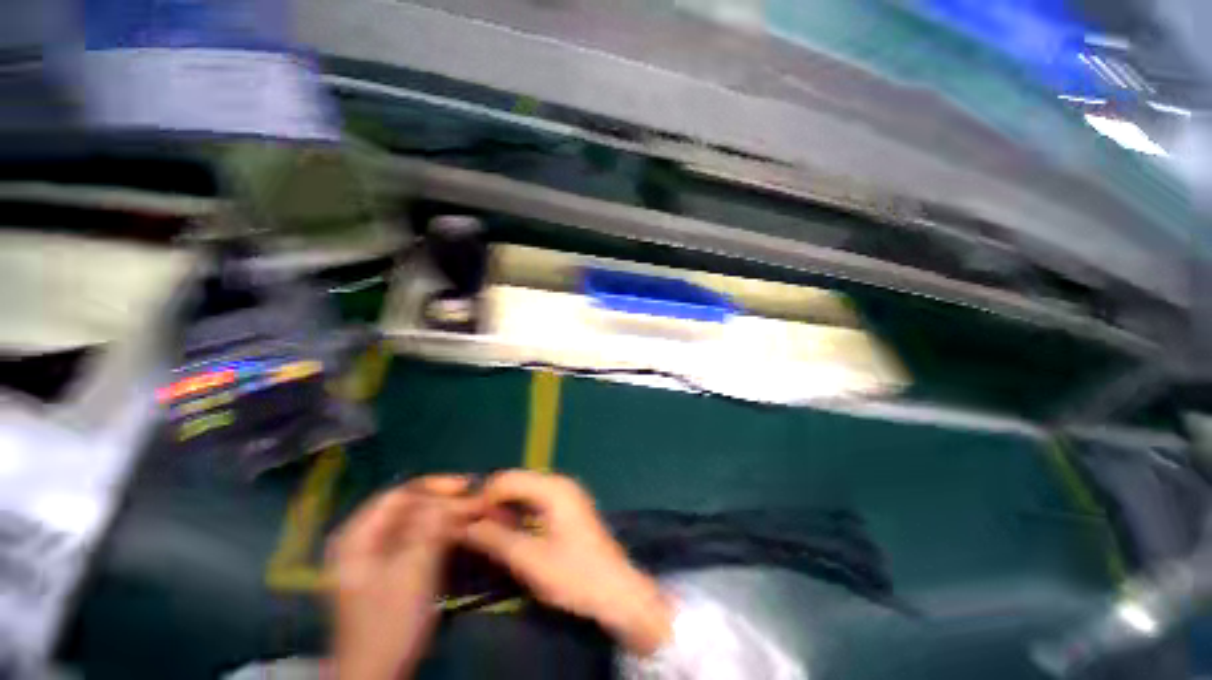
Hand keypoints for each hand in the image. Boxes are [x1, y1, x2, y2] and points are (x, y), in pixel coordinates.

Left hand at [327, 476, 476, 679]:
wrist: (377, 674)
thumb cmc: (389, 623)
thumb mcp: (412, 572)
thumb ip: (432, 528)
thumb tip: (456, 495)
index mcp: (358, 536)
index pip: (401, 494)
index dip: (436, 485)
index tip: (468, 486)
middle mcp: (365, 538)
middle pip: (410, 505)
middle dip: (445, 501)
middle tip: (477, 500)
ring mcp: (378, 553)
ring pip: (417, 520)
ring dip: (447, 514)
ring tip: (476, 511)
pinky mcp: (391, 566)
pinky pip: (418, 536)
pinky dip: (441, 530)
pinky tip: (462, 530)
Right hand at [461, 470, 672, 655]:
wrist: (616, 589)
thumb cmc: (575, 574)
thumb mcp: (531, 560)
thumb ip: (496, 539)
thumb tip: (465, 525)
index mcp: (553, 488)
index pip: (509, 479)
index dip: (483, 495)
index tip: (462, 519)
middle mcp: (560, 483)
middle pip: (518, 482)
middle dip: (493, 500)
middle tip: (471, 526)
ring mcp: (566, 493)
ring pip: (526, 491)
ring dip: (505, 507)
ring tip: (484, 530)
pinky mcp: (568, 507)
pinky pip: (536, 500)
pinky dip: (519, 512)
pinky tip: (507, 529)